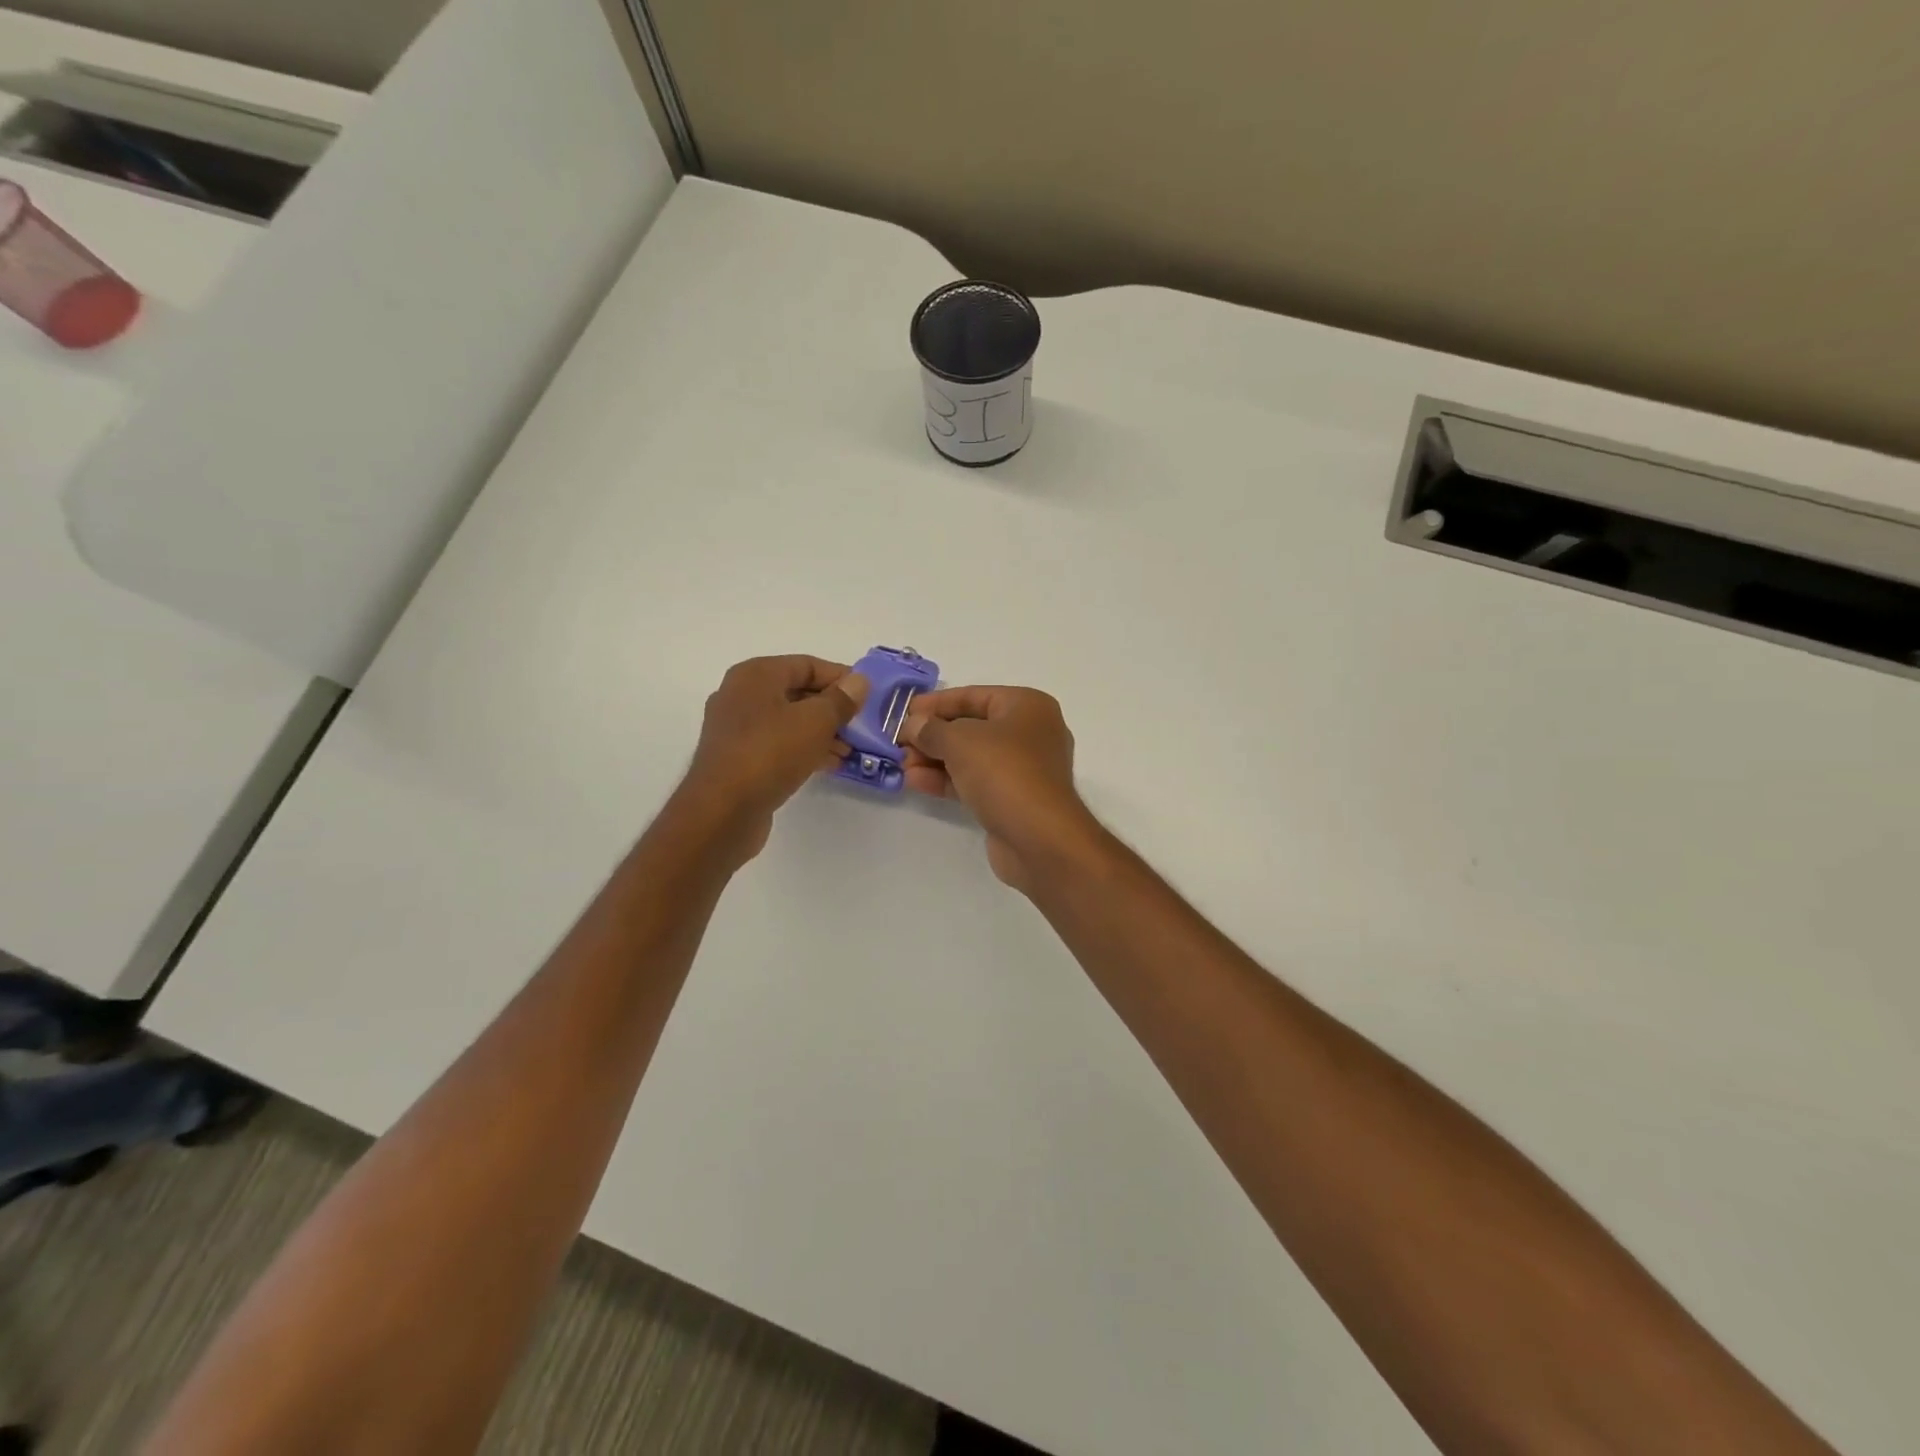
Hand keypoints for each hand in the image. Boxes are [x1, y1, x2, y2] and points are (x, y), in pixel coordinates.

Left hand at [679, 655, 867, 860]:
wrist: (722, 812)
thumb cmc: (770, 753)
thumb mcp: (816, 721)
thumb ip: (841, 699)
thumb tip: (859, 681)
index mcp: (755, 675)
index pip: (807, 664)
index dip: (840, 677)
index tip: (868, 696)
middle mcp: (741, 695)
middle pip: (797, 692)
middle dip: (833, 708)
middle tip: (862, 725)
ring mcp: (737, 729)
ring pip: (789, 721)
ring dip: (822, 732)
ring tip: (851, 750)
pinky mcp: (738, 758)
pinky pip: (779, 744)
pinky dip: (804, 749)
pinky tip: (829, 765)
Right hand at [901, 686, 1099, 891]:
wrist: (1040, 838)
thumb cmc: (1004, 772)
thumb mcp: (960, 741)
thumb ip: (931, 729)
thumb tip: (913, 725)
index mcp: (1027, 706)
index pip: (974, 695)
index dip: (936, 703)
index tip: (905, 712)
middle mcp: (1030, 733)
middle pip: (971, 727)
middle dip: (933, 735)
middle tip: (899, 743)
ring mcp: (1023, 769)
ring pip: (971, 757)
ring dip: (935, 759)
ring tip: (902, 765)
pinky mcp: (1012, 799)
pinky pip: (975, 781)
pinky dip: (947, 780)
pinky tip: (916, 782)